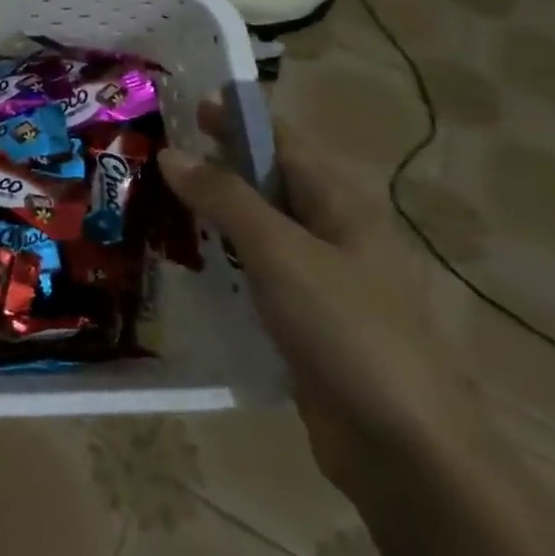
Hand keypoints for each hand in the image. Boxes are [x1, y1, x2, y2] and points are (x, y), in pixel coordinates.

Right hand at [158, 101, 485, 501]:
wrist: (405, 450)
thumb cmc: (349, 332)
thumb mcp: (281, 254)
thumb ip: (225, 199)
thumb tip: (172, 152)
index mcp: (340, 203)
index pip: (280, 140)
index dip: (234, 118)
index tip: (178, 105)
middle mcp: (332, 231)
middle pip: (266, 181)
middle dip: (213, 164)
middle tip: (149, 155)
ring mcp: (319, 278)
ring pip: (256, 228)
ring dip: (211, 212)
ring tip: (151, 201)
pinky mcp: (303, 318)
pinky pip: (254, 271)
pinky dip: (220, 258)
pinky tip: (183, 262)